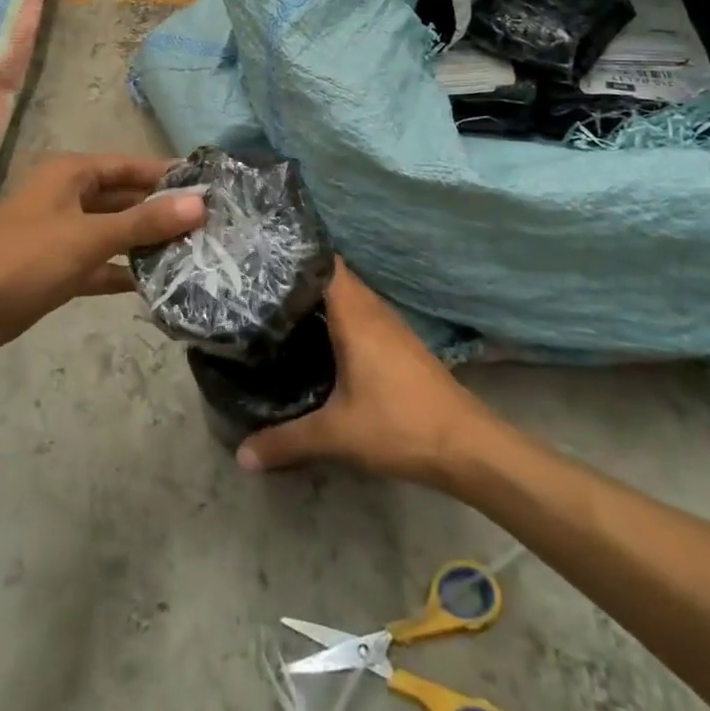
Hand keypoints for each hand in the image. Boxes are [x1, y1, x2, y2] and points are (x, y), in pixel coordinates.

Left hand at [0, 153, 204, 365]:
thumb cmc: (21, 259)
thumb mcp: (87, 237)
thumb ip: (143, 221)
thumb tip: (199, 205)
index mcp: (72, 174)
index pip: (131, 166)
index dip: (168, 176)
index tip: (211, 188)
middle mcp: (68, 197)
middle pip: (125, 198)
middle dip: (162, 212)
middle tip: (210, 227)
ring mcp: (62, 234)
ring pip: (114, 232)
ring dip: (146, 243)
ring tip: (194, 254)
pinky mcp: (56, 268)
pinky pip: (99, 263)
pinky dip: (123, 271)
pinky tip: (156, 284)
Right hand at [236, 262, 487, 485]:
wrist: (467, 446)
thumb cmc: (399, 424)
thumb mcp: (336, 435)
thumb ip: (286, 441)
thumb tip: (242, 455)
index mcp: (355, 314)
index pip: (324, 262)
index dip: (295, 255)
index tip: (262, 257)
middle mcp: (373, 310)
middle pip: (334, 278)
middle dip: (300, 280)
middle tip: (259, 286)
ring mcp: (391, 326)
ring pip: (350, 298)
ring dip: (322, 300)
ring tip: (282, 308)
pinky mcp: (402, 345)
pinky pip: (363, 316)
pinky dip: (340, 319)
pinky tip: (322, 341)